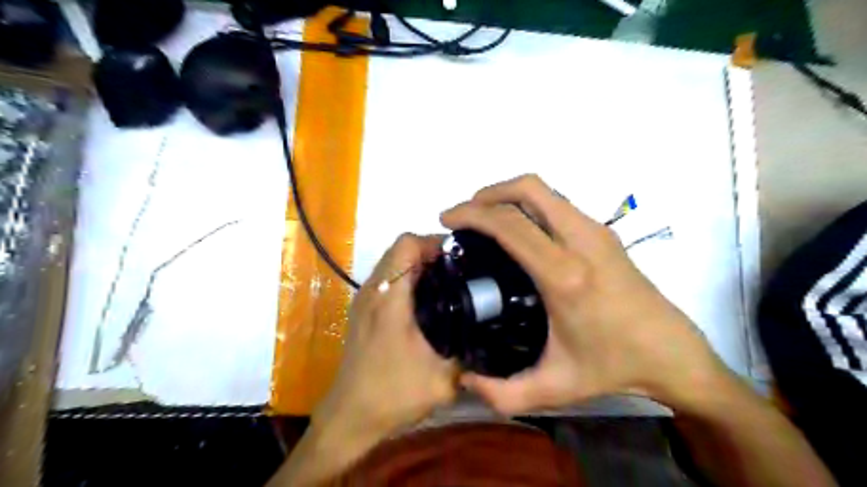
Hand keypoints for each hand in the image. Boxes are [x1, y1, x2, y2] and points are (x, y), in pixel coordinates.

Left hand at [314, 235, 459, 443]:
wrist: (350, 415)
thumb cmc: (391, 394)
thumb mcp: (442, 381)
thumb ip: (470, 357)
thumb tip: (492, 336)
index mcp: (389, 298)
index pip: (406, 244)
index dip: (434, 242)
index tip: (459, 259)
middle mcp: (373, 290)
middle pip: (400, 248)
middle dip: (430, 251)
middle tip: (459, 270)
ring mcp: (365, 299)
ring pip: (392, 261)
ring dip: (418, 264)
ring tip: (447, 282)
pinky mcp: (363, 309)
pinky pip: (387, 277)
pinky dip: (407, 277)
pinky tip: (427, 301)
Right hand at [441, 174, 729, 413]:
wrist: (671, 352)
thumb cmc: (613, 367)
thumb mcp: (554, 389)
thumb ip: (502, 394)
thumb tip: (463, 379)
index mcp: (564, 275)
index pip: (510, 225)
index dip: (472, 214)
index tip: (448, 220)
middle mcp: (581, 241)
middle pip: (528, 189)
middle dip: (487, 194)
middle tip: (463, 215)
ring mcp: (595, 231)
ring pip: (544, 190)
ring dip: (508, 195)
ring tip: (485, 219)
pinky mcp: (603, 231)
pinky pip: (557, 203)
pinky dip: (528, 205)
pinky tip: (518, 231)